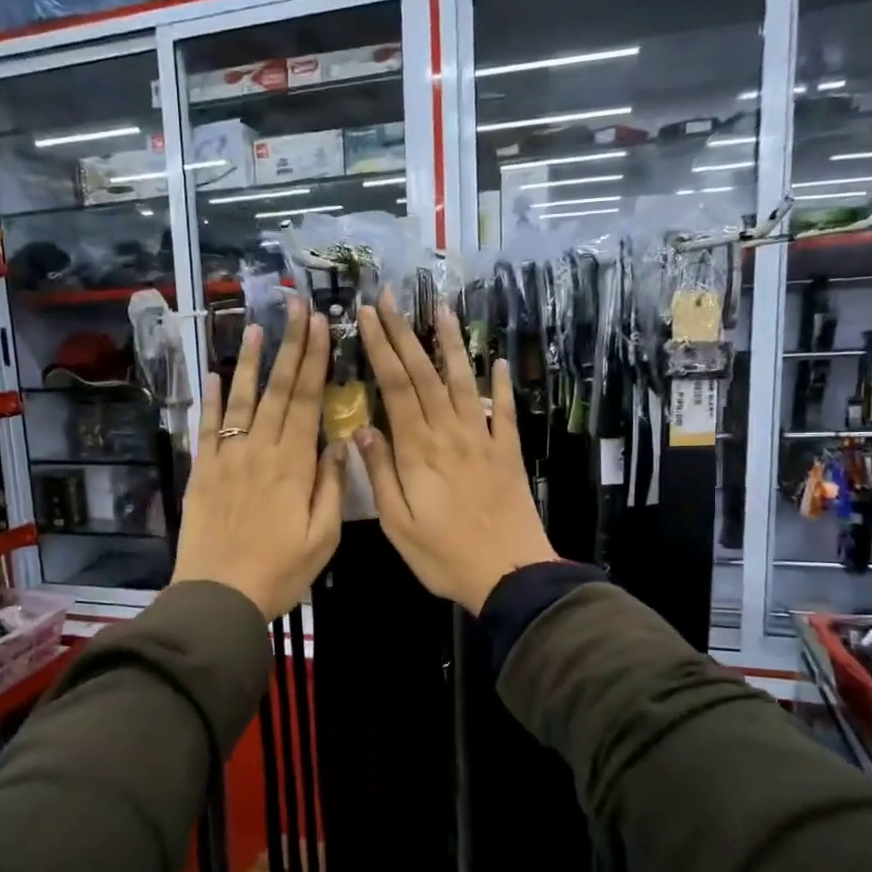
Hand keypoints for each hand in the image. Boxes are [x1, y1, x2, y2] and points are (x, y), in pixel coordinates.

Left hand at [172, 294, 345, 619]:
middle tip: (296, 307)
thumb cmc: (279, 572)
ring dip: (252, 362)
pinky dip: (211, 399)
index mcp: (294, 465)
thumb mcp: (322, 538)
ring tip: (258, 327)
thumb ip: (332, 487)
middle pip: (278, 390)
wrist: (218, 596)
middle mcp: (260, 451)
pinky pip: (207, 428)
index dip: (315, 360)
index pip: (307, 401)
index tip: (320, 325)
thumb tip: (342, 442)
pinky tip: (215, 374)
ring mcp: (227, 459)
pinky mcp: (202, 472)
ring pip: (242, 400)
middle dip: (290, 346)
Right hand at [353, 291, 557, 613]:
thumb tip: (361, 431)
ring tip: (440, 309)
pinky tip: (496, 362)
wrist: (509, 574)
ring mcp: (482, 439)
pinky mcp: (507, 452)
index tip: (368, 316)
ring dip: (450, 344)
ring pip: (462, 382)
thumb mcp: (398, 524)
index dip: (381, 348)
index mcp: (418, 450)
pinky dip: (499, 384)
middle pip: (424, 374)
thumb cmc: (444, 556)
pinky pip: (502, 410)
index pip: (396, 387)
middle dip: (404, 333)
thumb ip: (380, 475)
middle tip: (391, 297)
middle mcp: (450, 433)